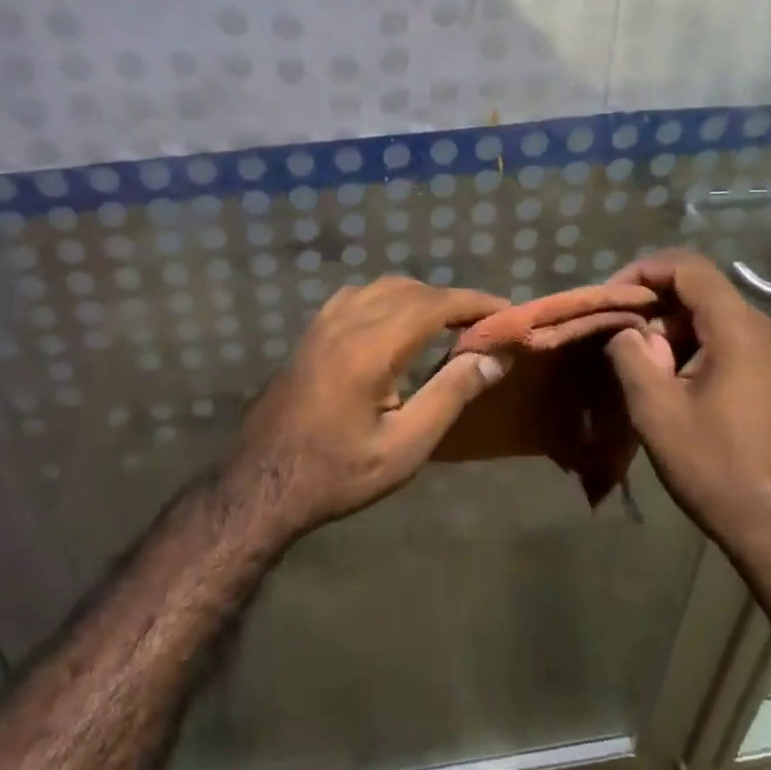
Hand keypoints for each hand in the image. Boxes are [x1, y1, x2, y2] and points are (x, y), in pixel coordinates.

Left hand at [220, 276, 509, 544]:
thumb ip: (450, 395)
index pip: (434, 303)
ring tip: (448, 325)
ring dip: (421, 297)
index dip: (475, 303)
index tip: (508, 313)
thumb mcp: (405, 446)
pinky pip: (358, 296)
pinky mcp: (311, 332)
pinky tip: (398, 326)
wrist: (262, 481)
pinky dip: (389, 299)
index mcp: (370, 347)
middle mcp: (346, 321)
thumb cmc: (338, 472)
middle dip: (452, 300)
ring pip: (383, 288)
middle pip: (411, 289)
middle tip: (483, 326)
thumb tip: (495, 357)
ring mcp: (323, 322)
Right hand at [604, 250, 770, 579]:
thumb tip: (626, 330)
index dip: (644, 271)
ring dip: (679, 337)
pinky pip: (741, 347)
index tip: (613, 298)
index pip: (689, 268)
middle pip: (705, 295)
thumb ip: (631, 356)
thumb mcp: (657, 412)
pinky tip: (687, 392)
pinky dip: (705, 353)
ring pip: (721, 322)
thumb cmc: (720, 470)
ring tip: (653, 378)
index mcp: (743, 331)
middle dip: (658, 313)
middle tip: (627, 349)